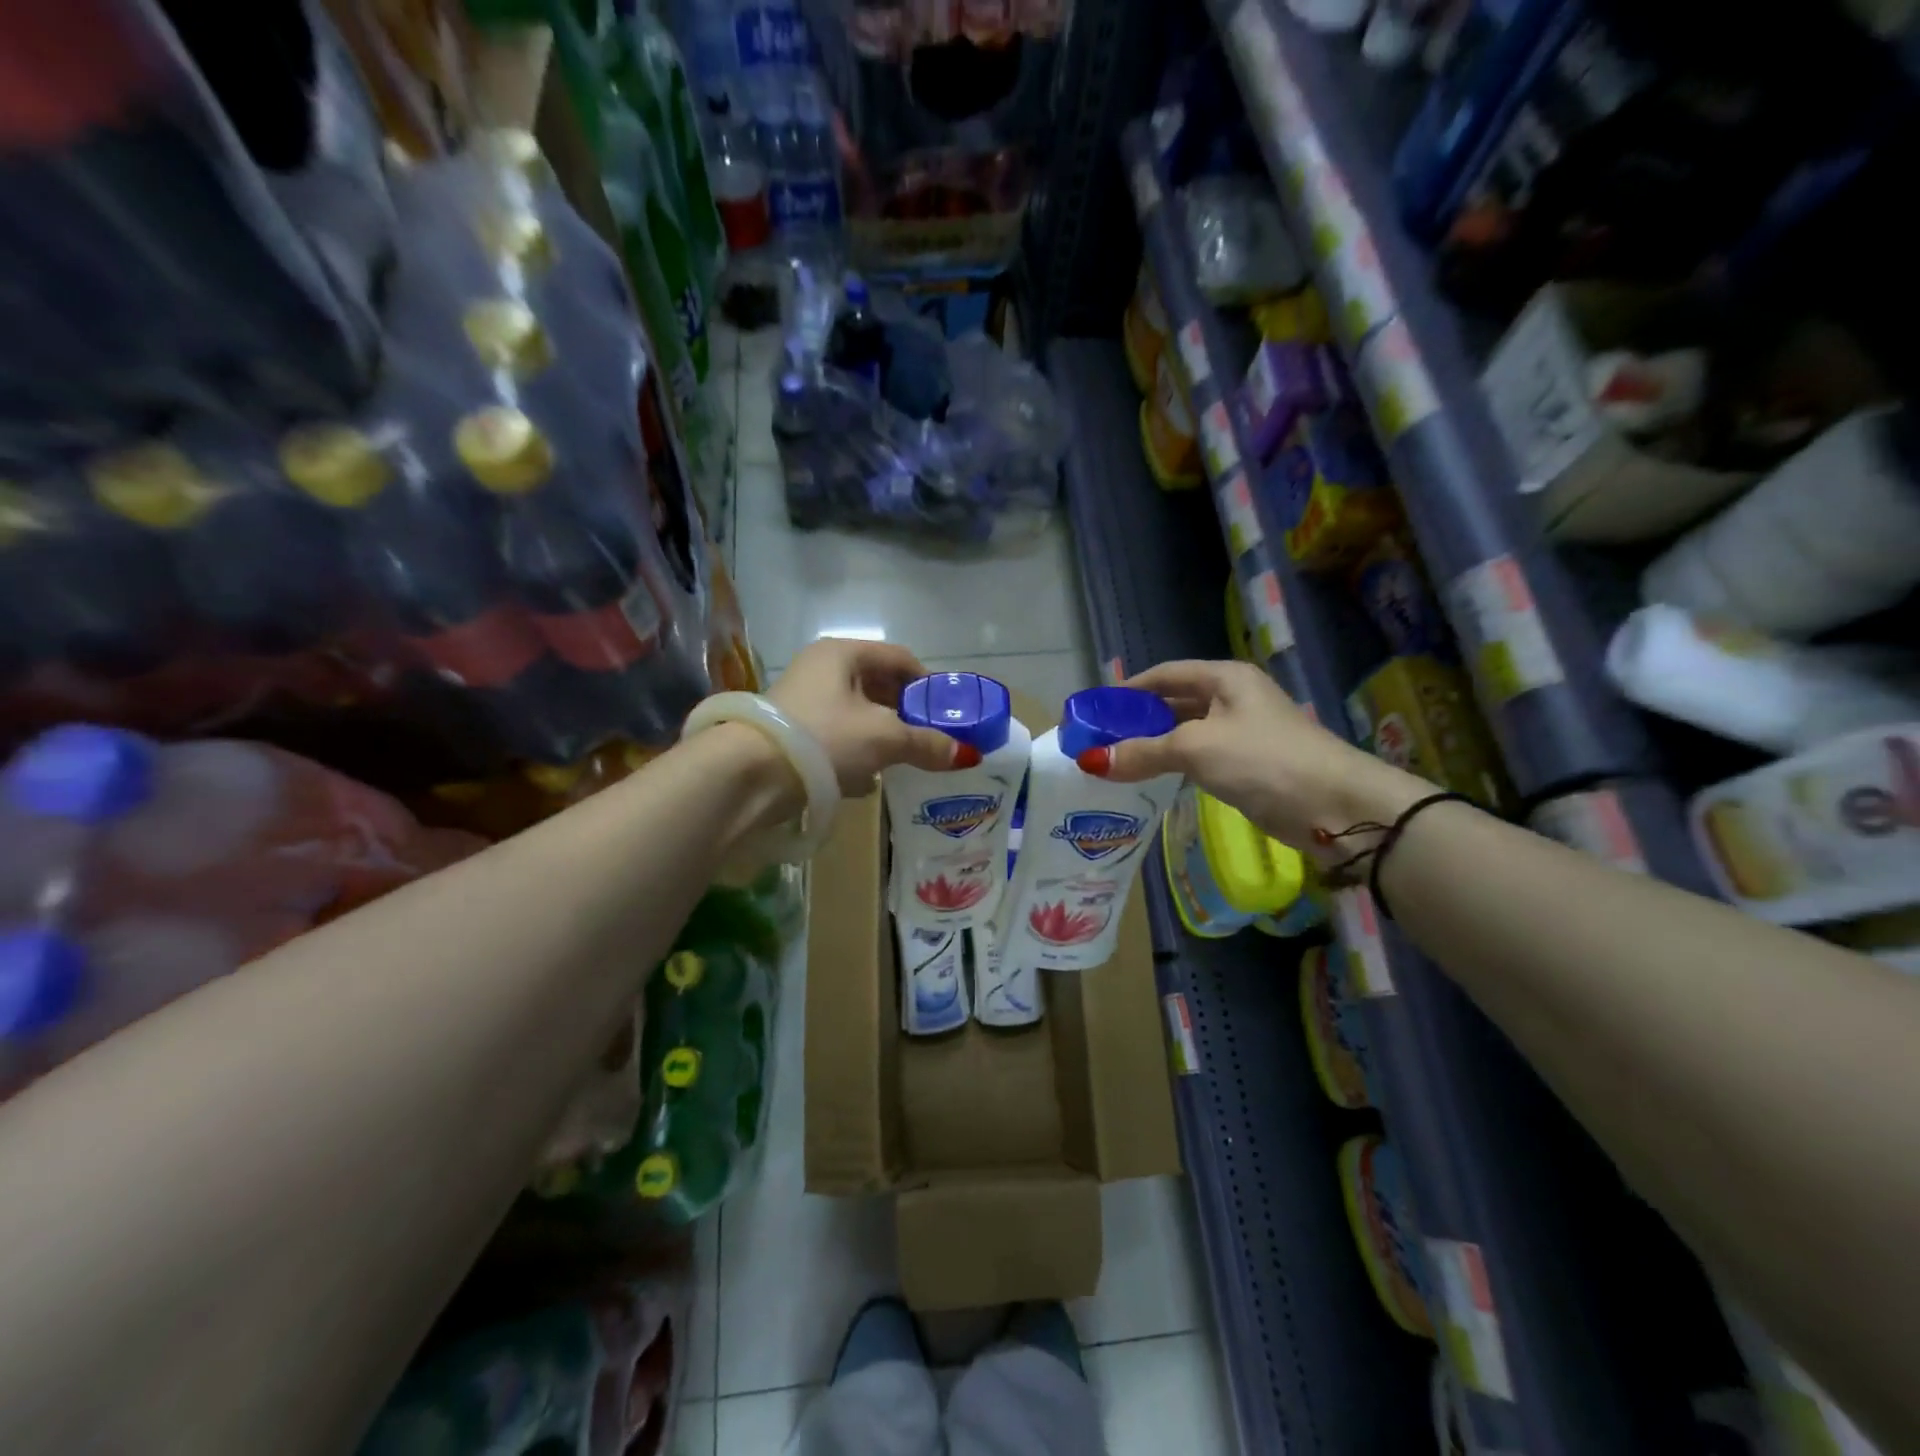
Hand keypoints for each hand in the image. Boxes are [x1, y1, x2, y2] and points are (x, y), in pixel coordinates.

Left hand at [767, 639, 961, 795]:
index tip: (949, 713)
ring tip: (905, 761)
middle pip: (879, 686)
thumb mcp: (884, 738)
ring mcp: (803, 701)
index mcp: (842, 654)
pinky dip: (857, 753)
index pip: (900, 658)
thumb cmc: (824, 738)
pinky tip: (869, 779)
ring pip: (858, 714)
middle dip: (907, 713)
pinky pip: (837, 737)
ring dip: (883, 736)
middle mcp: (821, 669)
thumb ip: (927, 743)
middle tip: (931, 738)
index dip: (929, 684)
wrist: (750, 776)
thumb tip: (966, 755)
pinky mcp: (792, 733)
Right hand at [1093, 660, 1427, 851]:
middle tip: (1099, 739)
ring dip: (1154, 745)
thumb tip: (1091, 760)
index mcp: (1225, 678)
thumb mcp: (1195, 749)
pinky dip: (1174, 765)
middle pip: (1174, 702)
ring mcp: (1243, 733)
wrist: (1334, 806)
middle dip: (1137, 719)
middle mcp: (1234, 698)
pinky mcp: (1249, 765)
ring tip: (1116, 761)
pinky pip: (1200, 758)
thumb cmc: (1263, 760)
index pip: (1165, 674)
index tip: (1095, 709)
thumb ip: (1143, 752)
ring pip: (1186, 732)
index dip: (1128, 688)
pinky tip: (1151, 779)